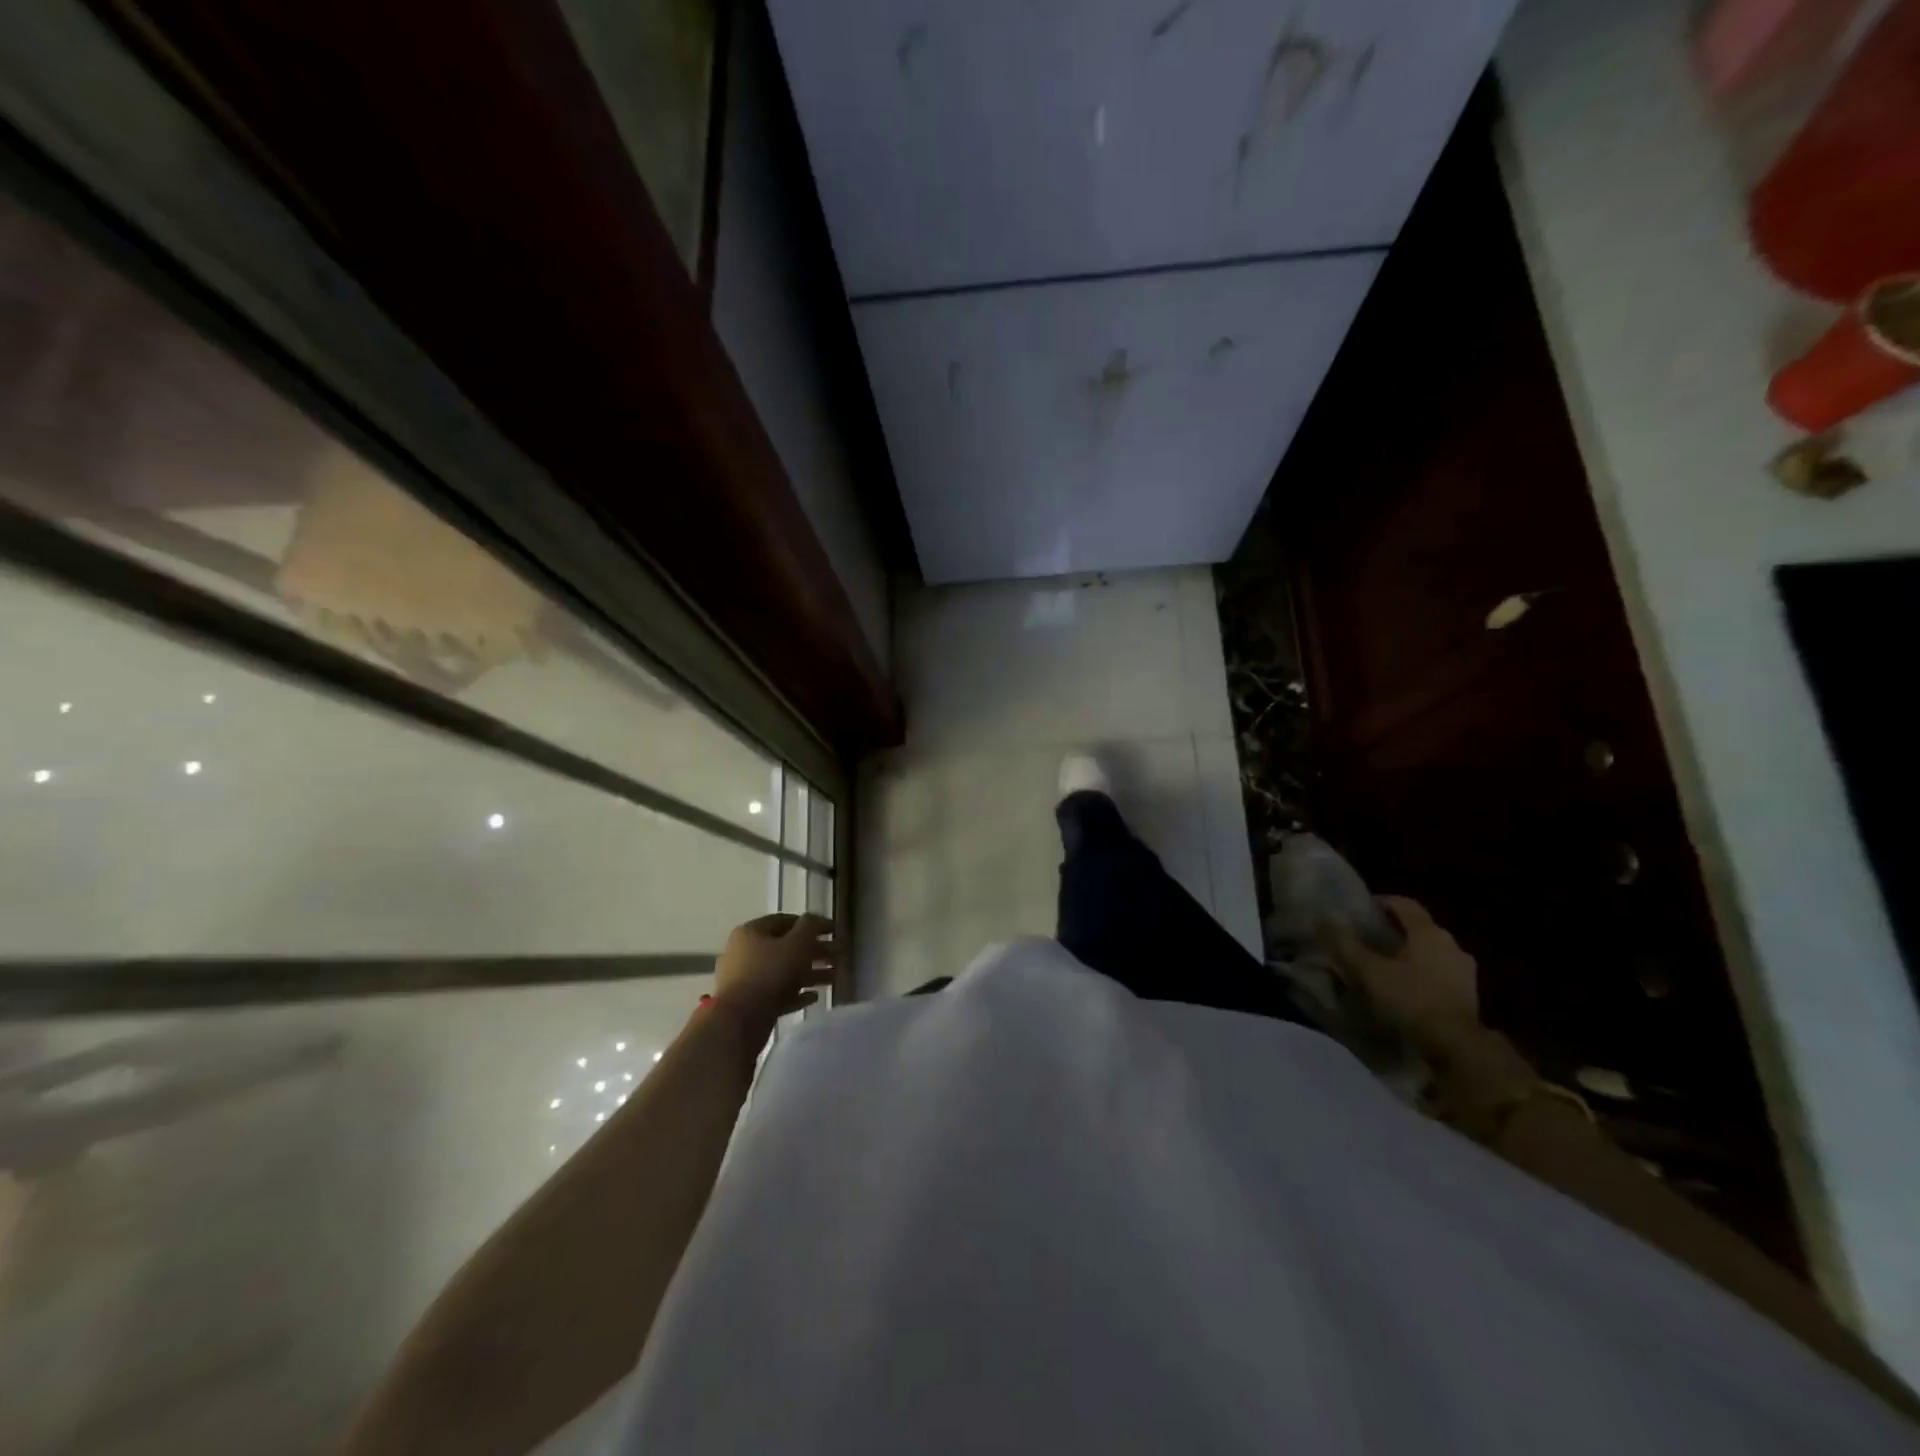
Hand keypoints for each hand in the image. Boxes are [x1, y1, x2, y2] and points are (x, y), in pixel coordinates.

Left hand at [712, 914, 837, 1038]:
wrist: (738, 1022)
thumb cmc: (769, 973)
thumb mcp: (797, 944)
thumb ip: (810, 928)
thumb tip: (815, 920)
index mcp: (751, 932)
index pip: (785, 920)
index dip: (812, 923)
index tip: (834, 931)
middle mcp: (744, 952)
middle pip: (786, 947)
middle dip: (815, 950)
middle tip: (839, 955)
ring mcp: (745, 980)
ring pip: (784, 971)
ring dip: (810, 973)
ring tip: (834, 977)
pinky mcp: (749, 1004)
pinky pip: (778, 994)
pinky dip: (796, 993)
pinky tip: (814, 997)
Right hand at [1330, 896, 1478, 1046]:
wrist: (1457, 1045)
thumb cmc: (1410, 999)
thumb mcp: (1369, 971)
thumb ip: (1345, 944)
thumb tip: (1324, 917)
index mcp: (1428, 932)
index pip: (1404, 904)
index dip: (1382, 902)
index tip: (1362, 909)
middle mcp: (1451, 944)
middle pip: (1419, 927)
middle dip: (1394, 929)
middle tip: (1369, 938)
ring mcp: (1464, 969)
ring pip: (1431, 950)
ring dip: (1410, 952)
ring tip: (1386, 965)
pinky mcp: (1469, 993)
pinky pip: (1440, 972)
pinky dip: (1422, 972)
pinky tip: (1406, 987)